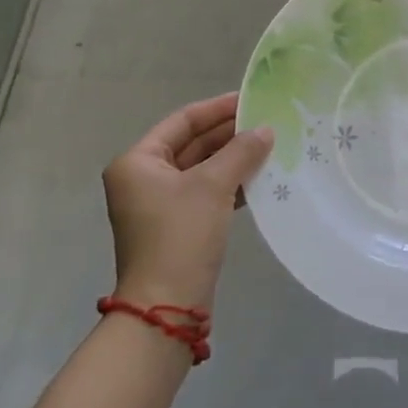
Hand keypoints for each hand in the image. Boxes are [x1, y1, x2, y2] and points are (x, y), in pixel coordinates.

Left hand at [103, 93, 273, 310]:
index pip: (182, 121)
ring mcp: (158, 205)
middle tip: (266, 122)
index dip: (217, 108)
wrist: (166, 308)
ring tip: (269, 146)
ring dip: (233, 158)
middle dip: (229, 134)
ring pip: (201, 169)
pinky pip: (205, 192)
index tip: (250, 99)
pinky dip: (229, 183)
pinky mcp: (176, 226)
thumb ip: (241, 151)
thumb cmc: (181, 235)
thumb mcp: (213, 186)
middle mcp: (143, 178)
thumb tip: (265, 129)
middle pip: (192, 144)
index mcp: (138, 162)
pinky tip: (259, 178)